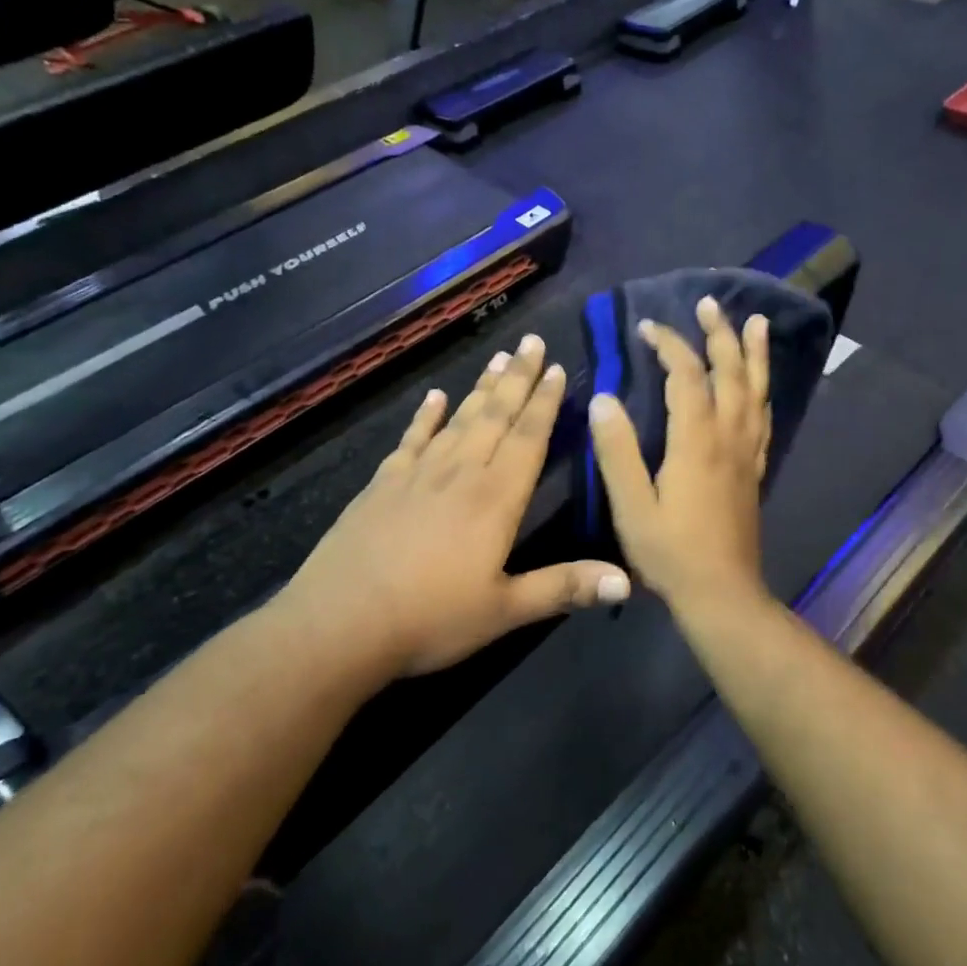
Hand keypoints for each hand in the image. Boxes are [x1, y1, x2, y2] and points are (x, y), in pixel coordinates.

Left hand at [282, 335, 629, 679]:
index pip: (527, 438)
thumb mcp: (505, 611)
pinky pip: (411, 440)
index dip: (545, 403)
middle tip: (531, 341)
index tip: (557, 368)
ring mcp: (417, 475)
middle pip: (494, 416)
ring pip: (458, 420)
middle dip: (517, 378)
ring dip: (480, 389)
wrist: (339, 624)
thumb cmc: (430, 619)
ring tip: (498, 358)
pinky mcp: (382, 485)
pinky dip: (425, 416)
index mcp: (494, 499)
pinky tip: (433, 397)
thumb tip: (627, 580)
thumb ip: (564, 587)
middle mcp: (459, 474)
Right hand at [588, 297, 771, 609]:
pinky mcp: (754, 469)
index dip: (669, 345)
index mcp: (696, 441)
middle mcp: (728, 437)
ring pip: (756, 390)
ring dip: (754, 354)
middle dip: (719, 334)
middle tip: (709, 304)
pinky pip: (764, 417)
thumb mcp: (631, 505)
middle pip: (730, 373)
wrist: (721, 593)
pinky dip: (763, 390)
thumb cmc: (670, 552)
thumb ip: (617, 450)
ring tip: (755, 323)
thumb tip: (603, 398)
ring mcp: (747, 452)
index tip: (646, 327)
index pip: (687, 376)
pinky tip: (760, 384)